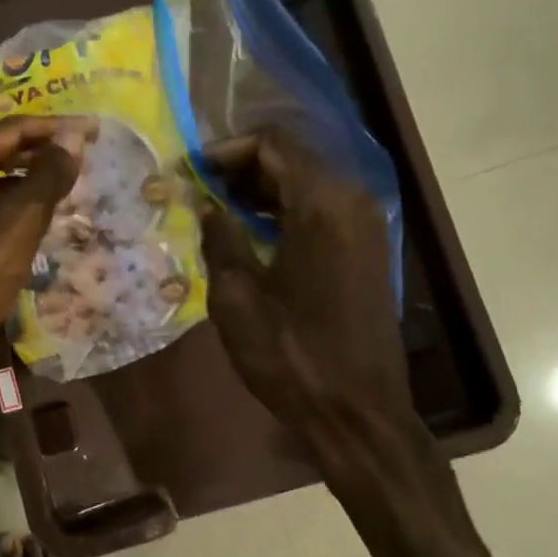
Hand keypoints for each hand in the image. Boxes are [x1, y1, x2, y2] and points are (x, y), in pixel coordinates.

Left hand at [0, 116, 89, 411]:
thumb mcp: (15, 226)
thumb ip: (46, 178)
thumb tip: (72, 140)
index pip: (9, 132)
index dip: (55, 128)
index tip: (94, 130)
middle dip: (42, 155)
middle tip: (85, 158)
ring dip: (29, 185)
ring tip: (69, 190)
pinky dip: (14, 214)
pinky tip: (39, 227)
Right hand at [199, 129, 509, 556]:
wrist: (356, 412)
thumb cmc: (291, 354)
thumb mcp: (237, 295)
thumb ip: (220, 237)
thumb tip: (206, 204)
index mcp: (322, 204)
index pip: (273, 144)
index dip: (226, 150)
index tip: (190, 172)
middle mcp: (352, 202)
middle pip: (293, 160)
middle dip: (242, 168)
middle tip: (197, 190)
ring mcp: (366, 228)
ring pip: (308, 185)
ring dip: (263, 191)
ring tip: (216, 211)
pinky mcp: (368, 252)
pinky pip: (322, 212)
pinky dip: (286, 212)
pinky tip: (252, 236)